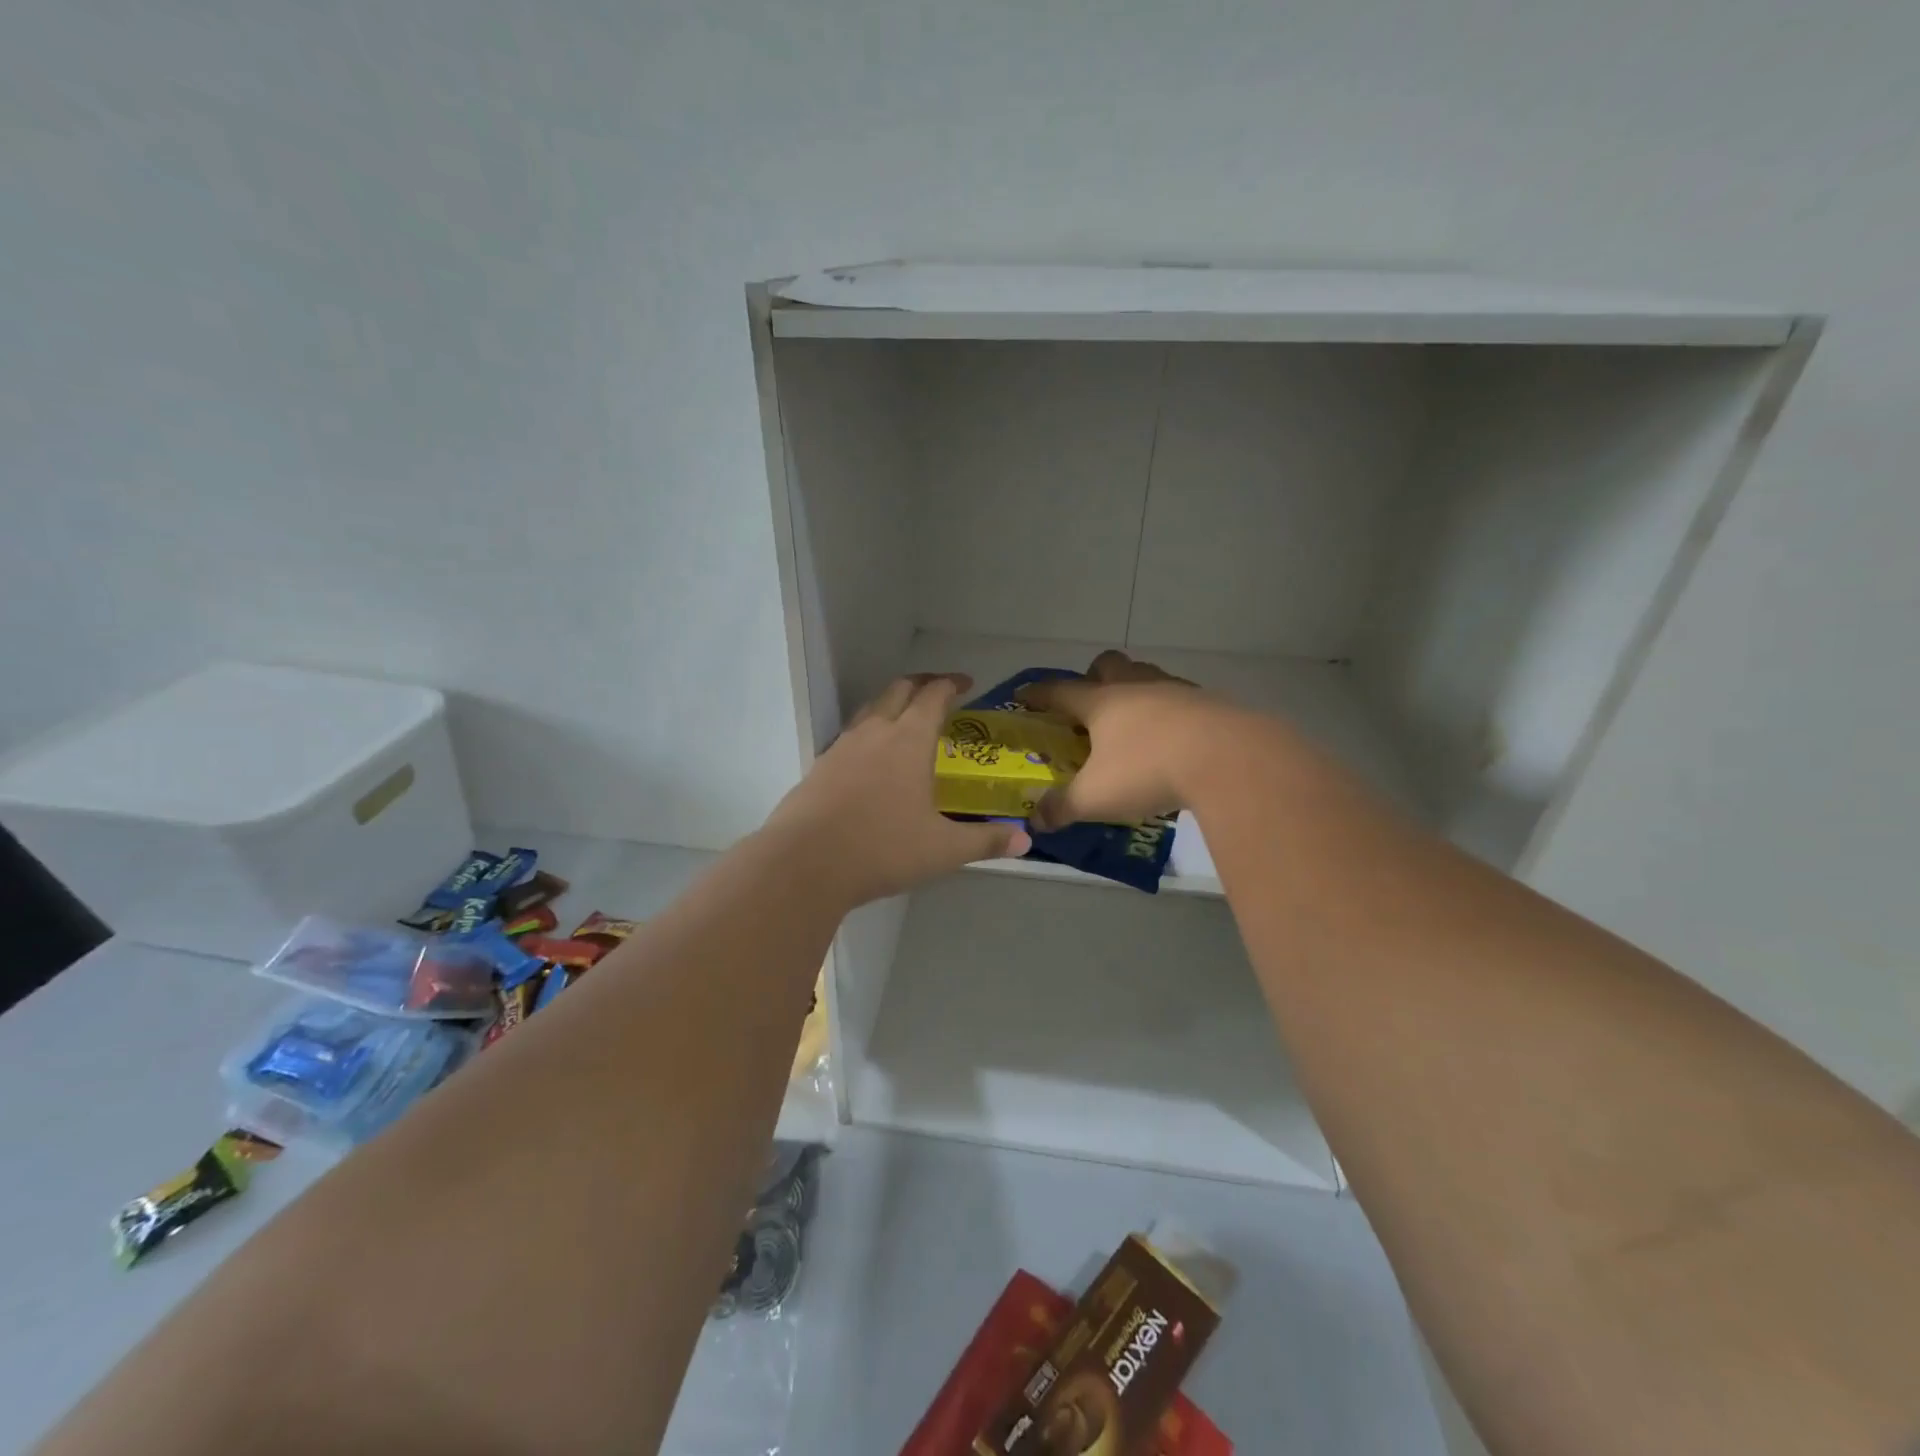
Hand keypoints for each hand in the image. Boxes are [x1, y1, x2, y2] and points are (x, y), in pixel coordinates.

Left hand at [764, 674, 1031, 906]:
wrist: (804, 864)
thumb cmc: (882, 848)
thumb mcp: (943, 850)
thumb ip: (986, 841)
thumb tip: (1025, 841)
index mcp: (908, 740)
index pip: (932, 696)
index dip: (951, 684)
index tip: (965, 683)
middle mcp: (874, 733)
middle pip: (897, 690)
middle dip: (921, 683)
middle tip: (938, 690)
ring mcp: (841, 747)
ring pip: (869, 709)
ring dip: (890, 704)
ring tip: (905, 718)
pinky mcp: (819, 767)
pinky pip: (848, 736)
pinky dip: (867, 732)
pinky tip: (870, 759)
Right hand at [1016, 651, 1223, 831]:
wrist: (1229, 759)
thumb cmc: (1149, 770)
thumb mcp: (1096, 797)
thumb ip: (1062, 807)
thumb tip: (1035, 821)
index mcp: (1101, 702)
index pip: (1059, 690)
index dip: (1037, 693)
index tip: (1023, 695)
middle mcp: (1135, 687)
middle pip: (1108, 664)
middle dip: (1093, 676)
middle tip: (1089, 706)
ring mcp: (1175, 690)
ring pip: (1146, 675)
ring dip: (1134, 690)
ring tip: (1132, 723)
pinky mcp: (1208, 702)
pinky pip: (1179, 697)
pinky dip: (1169, 712)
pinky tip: (1173, 739)